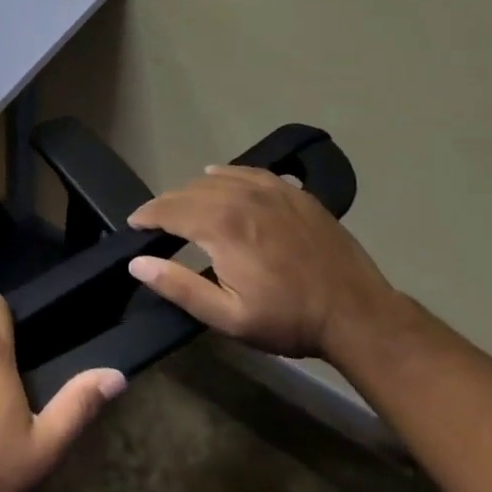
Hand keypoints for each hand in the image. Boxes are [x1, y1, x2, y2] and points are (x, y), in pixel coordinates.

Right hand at [128, 166, 405, 359]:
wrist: (358, 315)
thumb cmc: (288, 320)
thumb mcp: (228, 316)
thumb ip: (178, 287)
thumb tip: (137, 262)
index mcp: (221, 225)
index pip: (167, 209)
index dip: (145, 215)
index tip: (134, 225)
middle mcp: (240, 197)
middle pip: (187, 191)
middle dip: (166, 205)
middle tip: (157, 224)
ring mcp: (270, 190)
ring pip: (215, 178)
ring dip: (193, 192)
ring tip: (186, 210)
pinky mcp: (292, 191)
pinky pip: (247, 172)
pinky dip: (226, 176)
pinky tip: (221, 182)